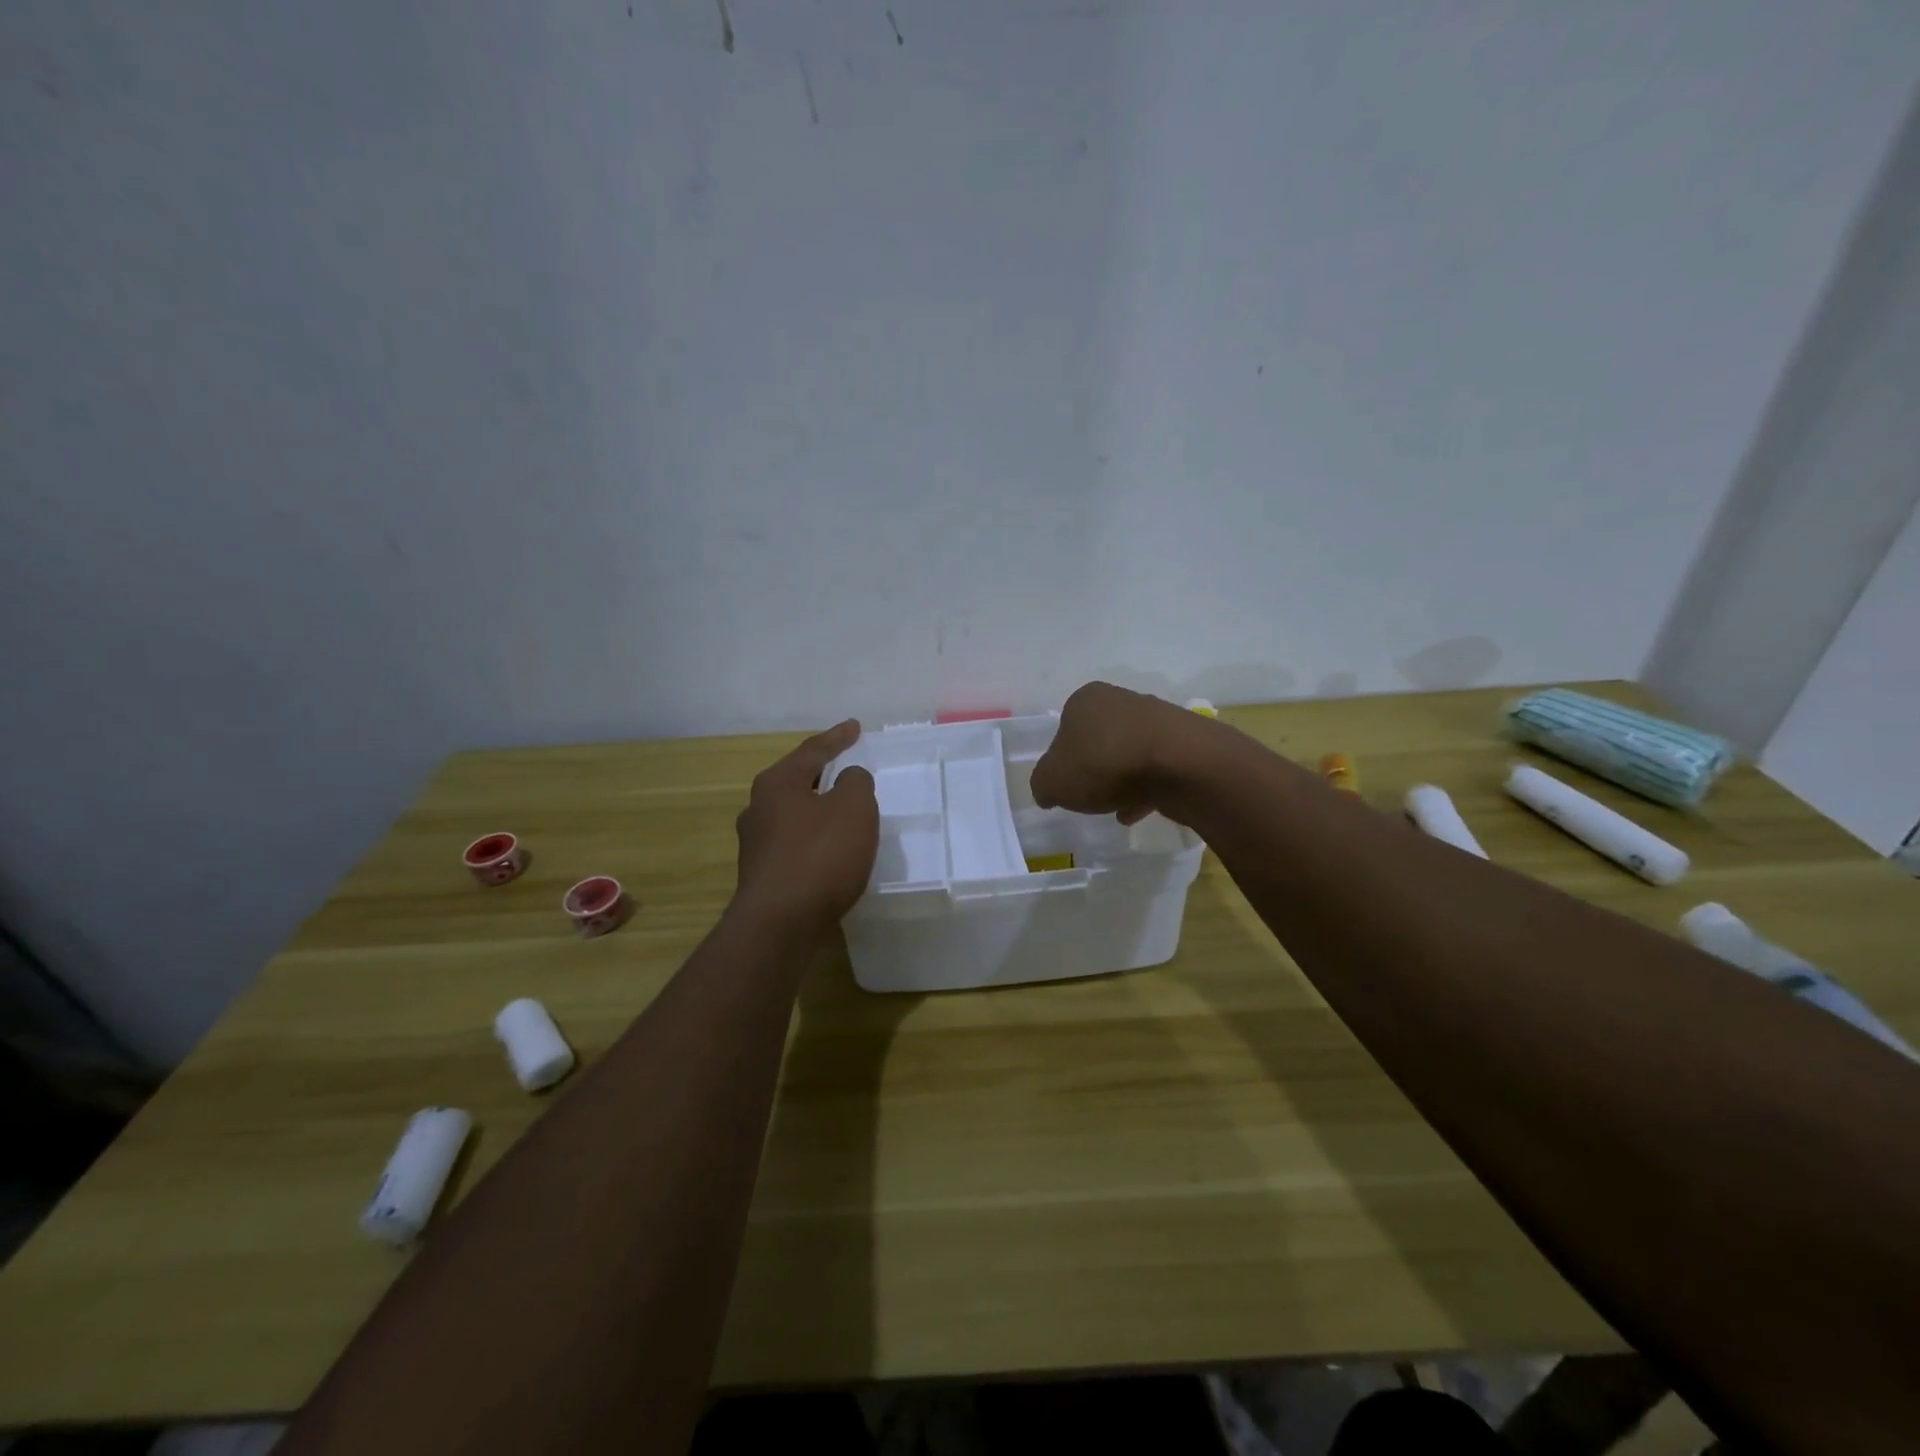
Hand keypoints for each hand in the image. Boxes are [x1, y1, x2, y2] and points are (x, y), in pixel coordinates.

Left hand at [733, 720, 878, 937]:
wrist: (780, 923)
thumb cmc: (820, 855)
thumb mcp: (854, 808)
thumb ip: (855, 783)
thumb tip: (847, 779)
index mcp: (777, 783)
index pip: (813, 751)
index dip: (837, 738)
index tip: (855, 727)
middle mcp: (758, 808)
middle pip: (796, 780)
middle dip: (821, 773)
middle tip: (845, 766)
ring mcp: (755, 844)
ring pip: (793, 814)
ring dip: (817, 809)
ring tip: (841, 811)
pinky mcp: (762, 874)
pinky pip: (794, 843)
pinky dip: (814, 838)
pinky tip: (829, 850)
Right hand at [1029, 682, 1211, 824]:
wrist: (1180, 764)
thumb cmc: (1105, 763)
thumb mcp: (1052, 781)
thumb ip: (1042, 785)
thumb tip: (1049, 789)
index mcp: (1085, 699)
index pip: (1064, 728)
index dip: (1062, 759)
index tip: (1066, 784)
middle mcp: (1121, 700)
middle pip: (1099, 740)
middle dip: (1094, 769)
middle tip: (1090, 796)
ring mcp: (1157, 719)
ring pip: (1129, 754)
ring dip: (1122, 781)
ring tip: (1117, 809)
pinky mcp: (1184, 741)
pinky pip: (1156, 768)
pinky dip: (1147, 788)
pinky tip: (1141, 810)